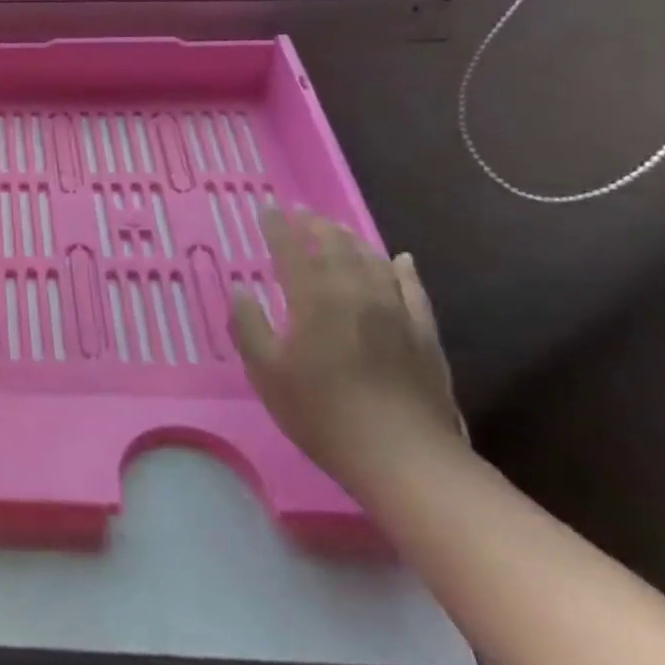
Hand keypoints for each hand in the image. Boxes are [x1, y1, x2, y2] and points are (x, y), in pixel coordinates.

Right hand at [228, 208, 463, 490]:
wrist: (403, 455)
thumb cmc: (322, 413)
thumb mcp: (266, 373)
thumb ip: (248, 326)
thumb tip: (241, 290)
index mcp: (313, 299)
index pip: (291, 250)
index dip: (278, 227)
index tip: (268, 209)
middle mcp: (355, 292)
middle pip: (335, 247)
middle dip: (316, 226)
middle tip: (302, 214)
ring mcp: (395, 310)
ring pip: (373, 261)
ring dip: (353, 241)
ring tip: (339, 230)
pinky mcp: (423, 332)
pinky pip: (413, 289)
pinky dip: (403, 269)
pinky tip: (400, 260)